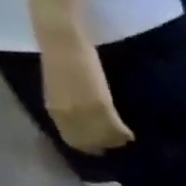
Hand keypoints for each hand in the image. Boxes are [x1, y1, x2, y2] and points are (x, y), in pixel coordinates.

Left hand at [40, 38, 132, 153]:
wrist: (61, 39)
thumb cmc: (58, 56)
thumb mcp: (60, 87)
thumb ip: (69, 103)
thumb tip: (84, 116)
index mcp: (55, 110)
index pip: (73, 139)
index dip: (88, 146)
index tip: (100, 146)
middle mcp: (68, 116)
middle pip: (90, 142)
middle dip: (104, 146)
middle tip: (117, 145)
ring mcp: (84, 111)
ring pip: (103, 137)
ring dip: (116, 141)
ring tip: (125, 139)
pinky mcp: (100, 105)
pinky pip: (114, 127)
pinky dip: (123, 133)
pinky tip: (130, 134)